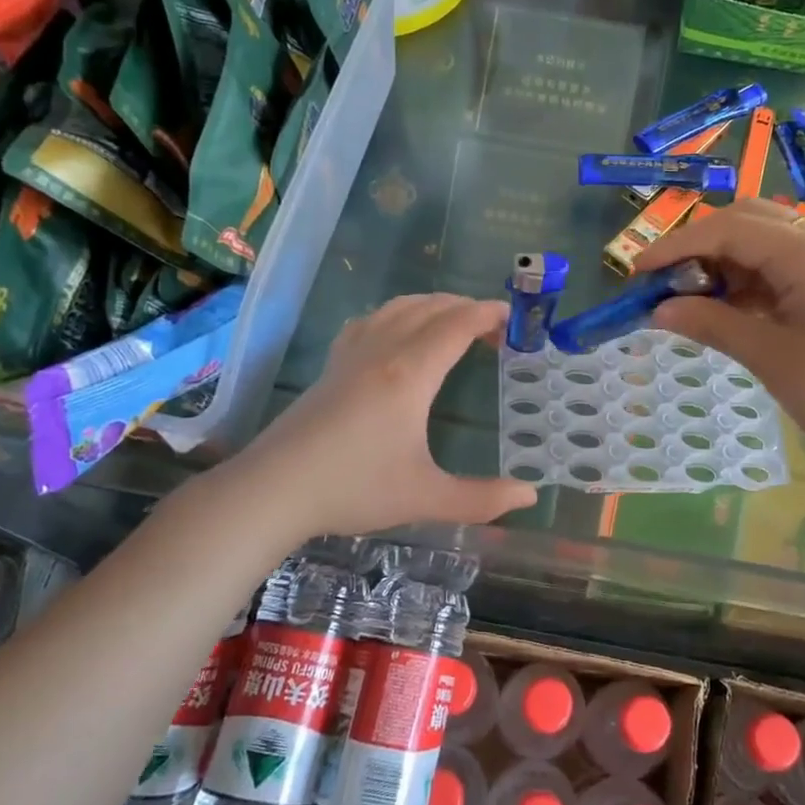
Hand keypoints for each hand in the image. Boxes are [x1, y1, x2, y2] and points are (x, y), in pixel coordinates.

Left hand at [230, 294, 539, 539]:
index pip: (457, 325)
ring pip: (397, 308)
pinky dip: (396, 314)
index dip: (488, 315)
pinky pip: (369, 321)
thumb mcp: (425, 498)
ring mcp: (351, 354)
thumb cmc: (354, 489)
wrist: (274, 489)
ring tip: (453, 323)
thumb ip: (482, 499)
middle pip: (430, 308)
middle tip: (494, 330)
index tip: (514, 318)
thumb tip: (530, 496)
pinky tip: (396, 333)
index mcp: (410, 374)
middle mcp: (382, 351)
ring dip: (432, 305)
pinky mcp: (330, 366)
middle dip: (466, 308)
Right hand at [636, 199, 804, 466]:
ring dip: (725, 263)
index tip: (637, 273)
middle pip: (748, 221)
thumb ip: (712, 324)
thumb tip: (659, 310)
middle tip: (665, 283)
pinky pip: (786, 266)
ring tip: (693, 302)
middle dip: (699, 246)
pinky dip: (751, 280)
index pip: (729, 228)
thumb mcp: (771, 359)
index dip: (676, 246)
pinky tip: (733, 310)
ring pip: (766, 241)